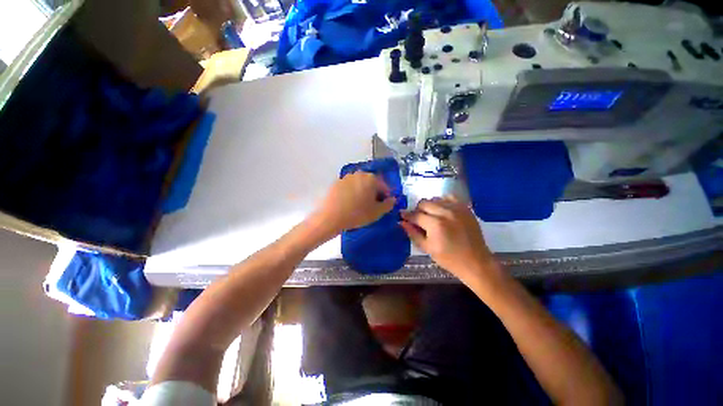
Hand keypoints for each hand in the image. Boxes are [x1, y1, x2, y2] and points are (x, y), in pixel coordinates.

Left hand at [314, 172, 395, 234]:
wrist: (331, 217)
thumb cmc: (357, 214)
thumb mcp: (377, 212)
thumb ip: (388, 205)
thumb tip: (393, 200)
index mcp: (371, 178)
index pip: (384, 186)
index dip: (386, 196)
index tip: (385, 205)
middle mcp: (359, 174)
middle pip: (371, 183)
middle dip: (374, 193)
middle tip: (373, 205)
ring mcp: (346, 177)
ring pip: (359, 184)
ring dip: (363, 192)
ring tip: (360, 205)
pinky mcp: (336, 183)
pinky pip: (349, 187)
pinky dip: (352, 193)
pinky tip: (349, 203)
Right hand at [400, 196, 498, 283]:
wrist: (475, 262)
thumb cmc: (448, 258)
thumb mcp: (427, 248)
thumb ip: (413, 233)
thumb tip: (401, 222)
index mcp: (435, 225)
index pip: (415, 215)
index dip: (406, 215)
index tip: (401, 215)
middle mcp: (445, 212)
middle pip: (424, 203)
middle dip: (418, 210)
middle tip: (418, 219)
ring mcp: (457, 208)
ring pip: (435, 199)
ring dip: (429, 206)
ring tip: (431, 216)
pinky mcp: (465, 208)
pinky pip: (449, 197)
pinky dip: (442, 201)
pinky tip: (442, 210)